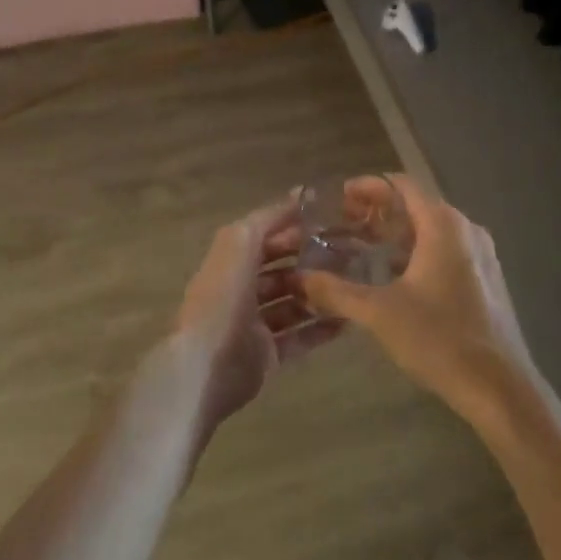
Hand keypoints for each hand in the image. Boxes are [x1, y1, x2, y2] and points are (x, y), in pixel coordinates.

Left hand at [166, 194, 344, 432]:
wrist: (207, 365)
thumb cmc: (223, 297)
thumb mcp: (240, 243)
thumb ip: (268, 218)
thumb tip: (297, 194)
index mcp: (230, 262)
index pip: (266, 238)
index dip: (294, 229)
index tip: (332, 223)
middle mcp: (241, 290)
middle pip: (281, 271)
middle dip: (311, 262)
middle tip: (350, 256)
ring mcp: (254, 325)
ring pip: (292, 304)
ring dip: (319, 295)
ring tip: (354, 285)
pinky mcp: (267, 356)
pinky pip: (299, 338)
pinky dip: (320, 329)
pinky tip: (348, 320)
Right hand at [298, 176, 539, 429]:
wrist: (499, 388)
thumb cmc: (439, 339)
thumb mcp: (379, 314)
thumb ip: (336, 291)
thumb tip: (301, 278)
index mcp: (443, 225)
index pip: (401, 185)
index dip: (368, 187)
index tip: (338, 198)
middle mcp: (465, 230)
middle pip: (416, 205)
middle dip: (378, 211)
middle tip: (342, 224)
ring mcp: (480, 255)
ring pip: (430, 230)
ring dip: (396, 234)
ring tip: (361, 248)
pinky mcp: (485, 280)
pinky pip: (444, 251)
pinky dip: (415, 252)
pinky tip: (393, 277)